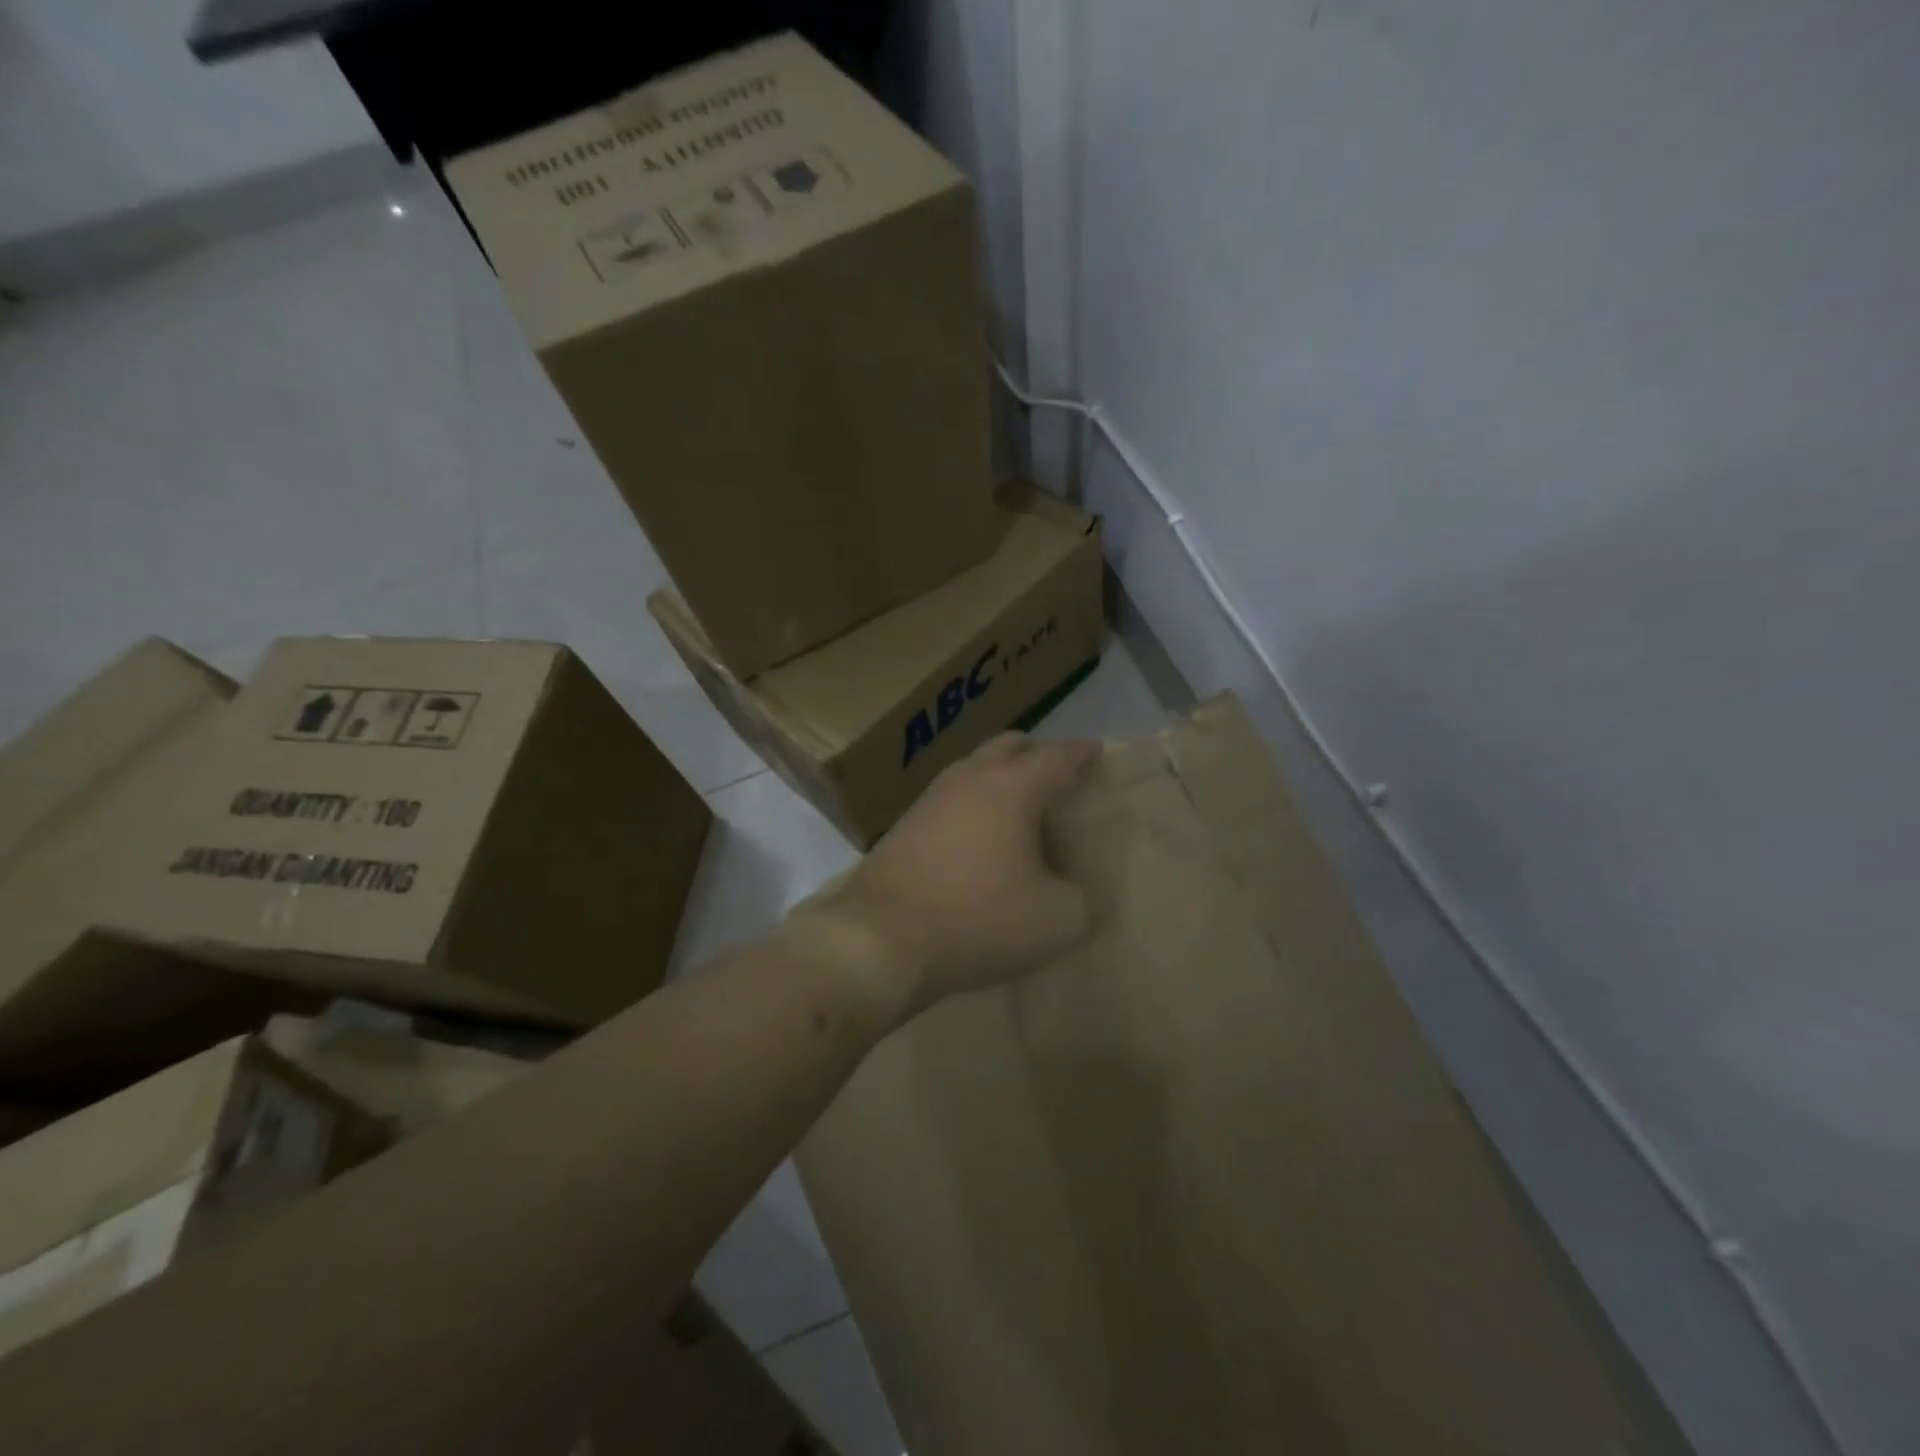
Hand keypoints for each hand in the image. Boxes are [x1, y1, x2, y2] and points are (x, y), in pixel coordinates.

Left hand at [801, 733, 1101, 1017]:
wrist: (879, 940)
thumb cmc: (978, 920)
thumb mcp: (1058, 920)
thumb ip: (1080, 897)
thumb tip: (1069, 887)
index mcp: (1011, 787)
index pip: (1057, 757)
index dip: (1082, 753)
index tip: (1097, 750)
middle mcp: (969, 779)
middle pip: (1009, 747)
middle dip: (1037, 755)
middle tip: (1057, 778)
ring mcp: (930, 799)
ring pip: (974, 770)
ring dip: (1000, 778)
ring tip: (1019, 809)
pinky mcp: (904, 825)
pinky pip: (951, 799)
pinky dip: (973, 805)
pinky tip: (979, 838)